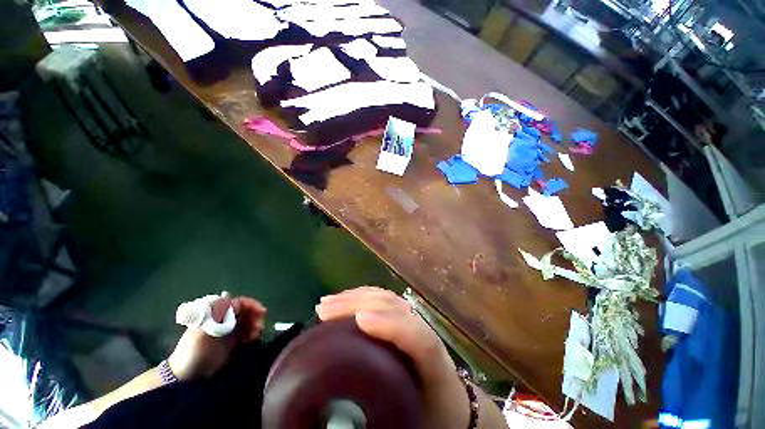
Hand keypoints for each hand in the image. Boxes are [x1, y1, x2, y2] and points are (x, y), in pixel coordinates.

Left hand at [168, 296, 266, 380]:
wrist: (186, 377)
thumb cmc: (193, 351)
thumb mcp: (203, 332)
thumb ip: (217, 315)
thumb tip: (231, 297)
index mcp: (215, 313)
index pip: (238, 302)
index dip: (252, 305)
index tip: (262, 312)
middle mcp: (223, 319)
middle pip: (245, 311)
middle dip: (255, 316)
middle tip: (260, 327)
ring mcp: (227, 330)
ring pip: (248, 321)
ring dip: (255, 325)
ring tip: (256, 335)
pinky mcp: (231, 342)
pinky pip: (247, 332)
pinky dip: (252, 334)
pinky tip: (252, 340)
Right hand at [316, 287, 469, 428]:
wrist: (453, 404)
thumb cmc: (433, 415)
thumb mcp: (414, 423)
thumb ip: (387, 421)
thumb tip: (341, 421)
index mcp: (434, 365)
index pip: (419, 339)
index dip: (391, 326)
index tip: (360, 321)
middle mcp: (426, 334)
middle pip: (396, 308)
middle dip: (360, 304)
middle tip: (325, 310)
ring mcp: (416, 321)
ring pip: (388, 299)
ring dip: (357, 297)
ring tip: (329, 302)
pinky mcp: (407, 318)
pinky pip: (386, 299)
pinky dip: (364, 295)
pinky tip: (348, 297)